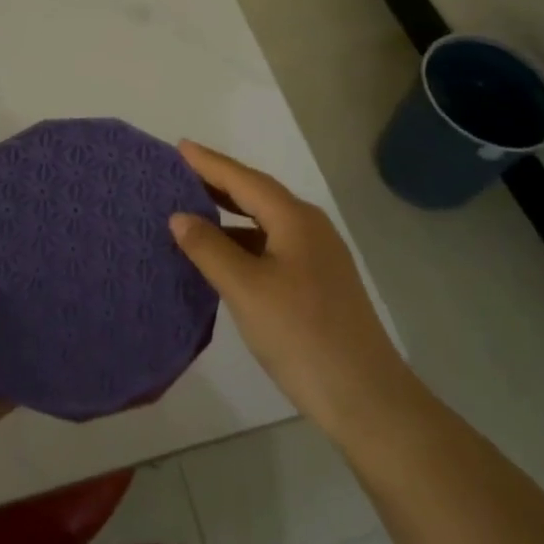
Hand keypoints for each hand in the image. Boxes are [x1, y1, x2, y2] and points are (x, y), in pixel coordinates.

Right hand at [170, 141, 415, 445]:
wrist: (364, 396)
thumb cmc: (301, 335)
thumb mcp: (246, 289)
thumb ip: (210, 249)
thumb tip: (180, 216)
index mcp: (295, 220)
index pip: (244, 180)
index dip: (210, 163)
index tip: (179, 147)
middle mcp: (310, 228)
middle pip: (258, 195)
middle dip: (219, 183)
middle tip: (179, 174)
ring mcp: (317, 257)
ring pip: (265, 223)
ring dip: (230, 215)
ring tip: (192, 211)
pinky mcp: (317, 283)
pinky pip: (272, 246)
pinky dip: (243, 242)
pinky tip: (222, 257)